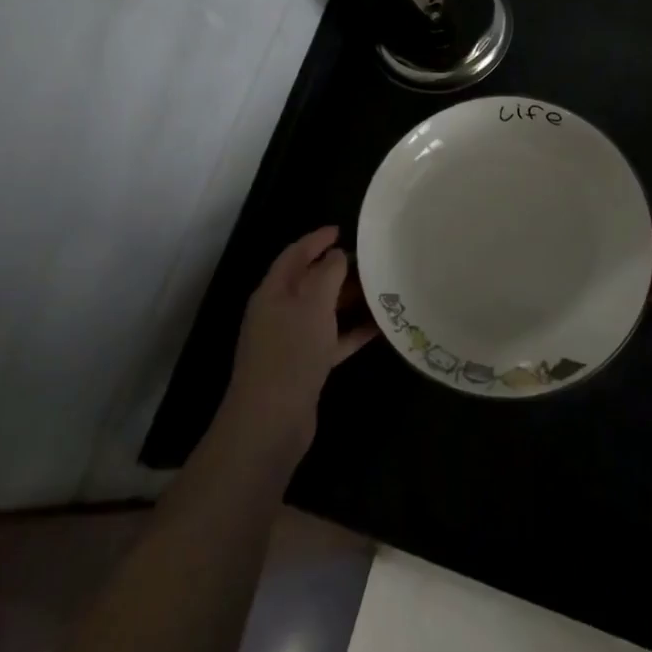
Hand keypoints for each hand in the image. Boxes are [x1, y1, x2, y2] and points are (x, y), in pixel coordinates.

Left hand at [218, 226, 374, 463]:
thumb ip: (327, 273)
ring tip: (379, 289)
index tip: (342, 229)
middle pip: (309, 281)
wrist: (271, 422)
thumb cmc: (291, 352)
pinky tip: (379, 328)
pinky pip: (332, 340)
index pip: (295, 254)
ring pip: (323, 311)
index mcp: (273, 291)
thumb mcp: (312, 304)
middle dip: (337, 269)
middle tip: (370, 260)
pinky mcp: (305, 367)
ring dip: (348, 300)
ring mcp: (291, 342)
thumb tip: (337, 254)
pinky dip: (352, 332)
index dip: (316, 239)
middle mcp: (279, 312)